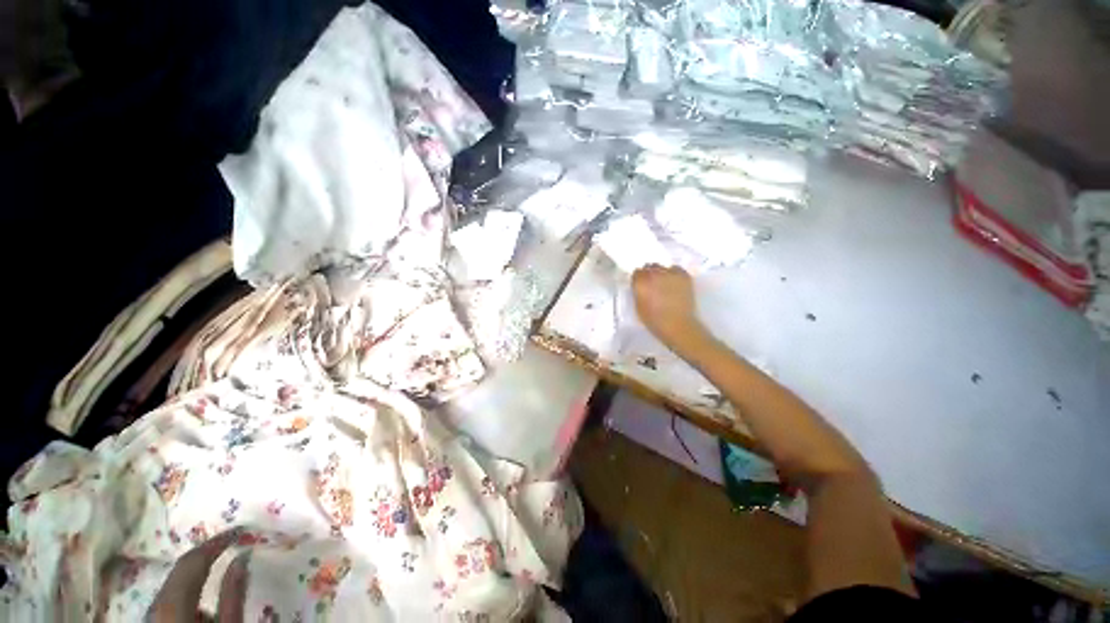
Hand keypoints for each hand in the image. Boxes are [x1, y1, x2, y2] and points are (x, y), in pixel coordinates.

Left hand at [147, 529, 248, 622]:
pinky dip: (186, 598)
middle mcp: (154, 606)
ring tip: (216, 583)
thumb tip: (242, 556)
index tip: (239, 529)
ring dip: (196, 581)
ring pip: (173, 589)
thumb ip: (233, 594)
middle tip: (230, 547)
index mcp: (172, 603)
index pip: (192, 560)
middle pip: (180, 573)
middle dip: (205, 562)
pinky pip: (168, 603)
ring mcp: (149, 617)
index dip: (216, 542)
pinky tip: (198, 611)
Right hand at [631, 264, 707, 354]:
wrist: (678, 325)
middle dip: (650, 275)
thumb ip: (638, 291)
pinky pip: (676, 269)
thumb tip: (640, 285)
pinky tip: (674, 284)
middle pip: (650, 267)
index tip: (641, 286)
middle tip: (653, 286)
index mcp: (641, 282)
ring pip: (663, 267)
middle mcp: (655, 273)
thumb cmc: (654, 320)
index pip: (637, 272)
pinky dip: (674, 274)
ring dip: (661, 274)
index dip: (639, 280)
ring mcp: (671, 273)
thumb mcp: (638, 306)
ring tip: (665, 284)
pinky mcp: (684, 276)